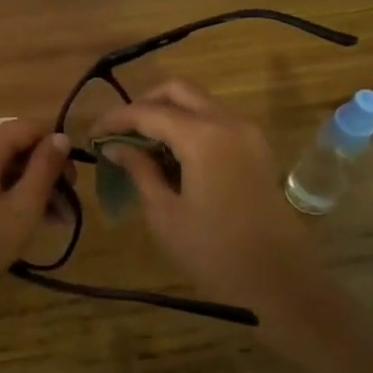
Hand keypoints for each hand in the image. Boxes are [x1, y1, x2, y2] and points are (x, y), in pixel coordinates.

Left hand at [0, 118, 70, 343]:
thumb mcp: (22, 211)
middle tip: (65, 209)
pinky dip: (0, 193)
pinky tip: (15, 222)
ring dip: (24, 187)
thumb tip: (60, 137)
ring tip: (48, 222)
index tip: (74, 180)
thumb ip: (45, 170)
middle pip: (10, 147)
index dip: (56, 146)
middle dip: (42, 173)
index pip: (27, 127)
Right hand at [90, 80, 340, 340]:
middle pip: (178, 90)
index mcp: (203, 136)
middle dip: (144, 103)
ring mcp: (247, 133)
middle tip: (119, 132)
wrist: (281, 283)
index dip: (115, 119)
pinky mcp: (256, 149)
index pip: (148, 111)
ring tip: (140, 145)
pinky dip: (189, 125)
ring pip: (200, 102)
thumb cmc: (214, 253)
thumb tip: (115, 146)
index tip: (91, 135)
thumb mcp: (165, 214)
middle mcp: (228, 122)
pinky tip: (170, 155)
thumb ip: (139, 170)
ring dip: (168, 113)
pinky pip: (216, 120)